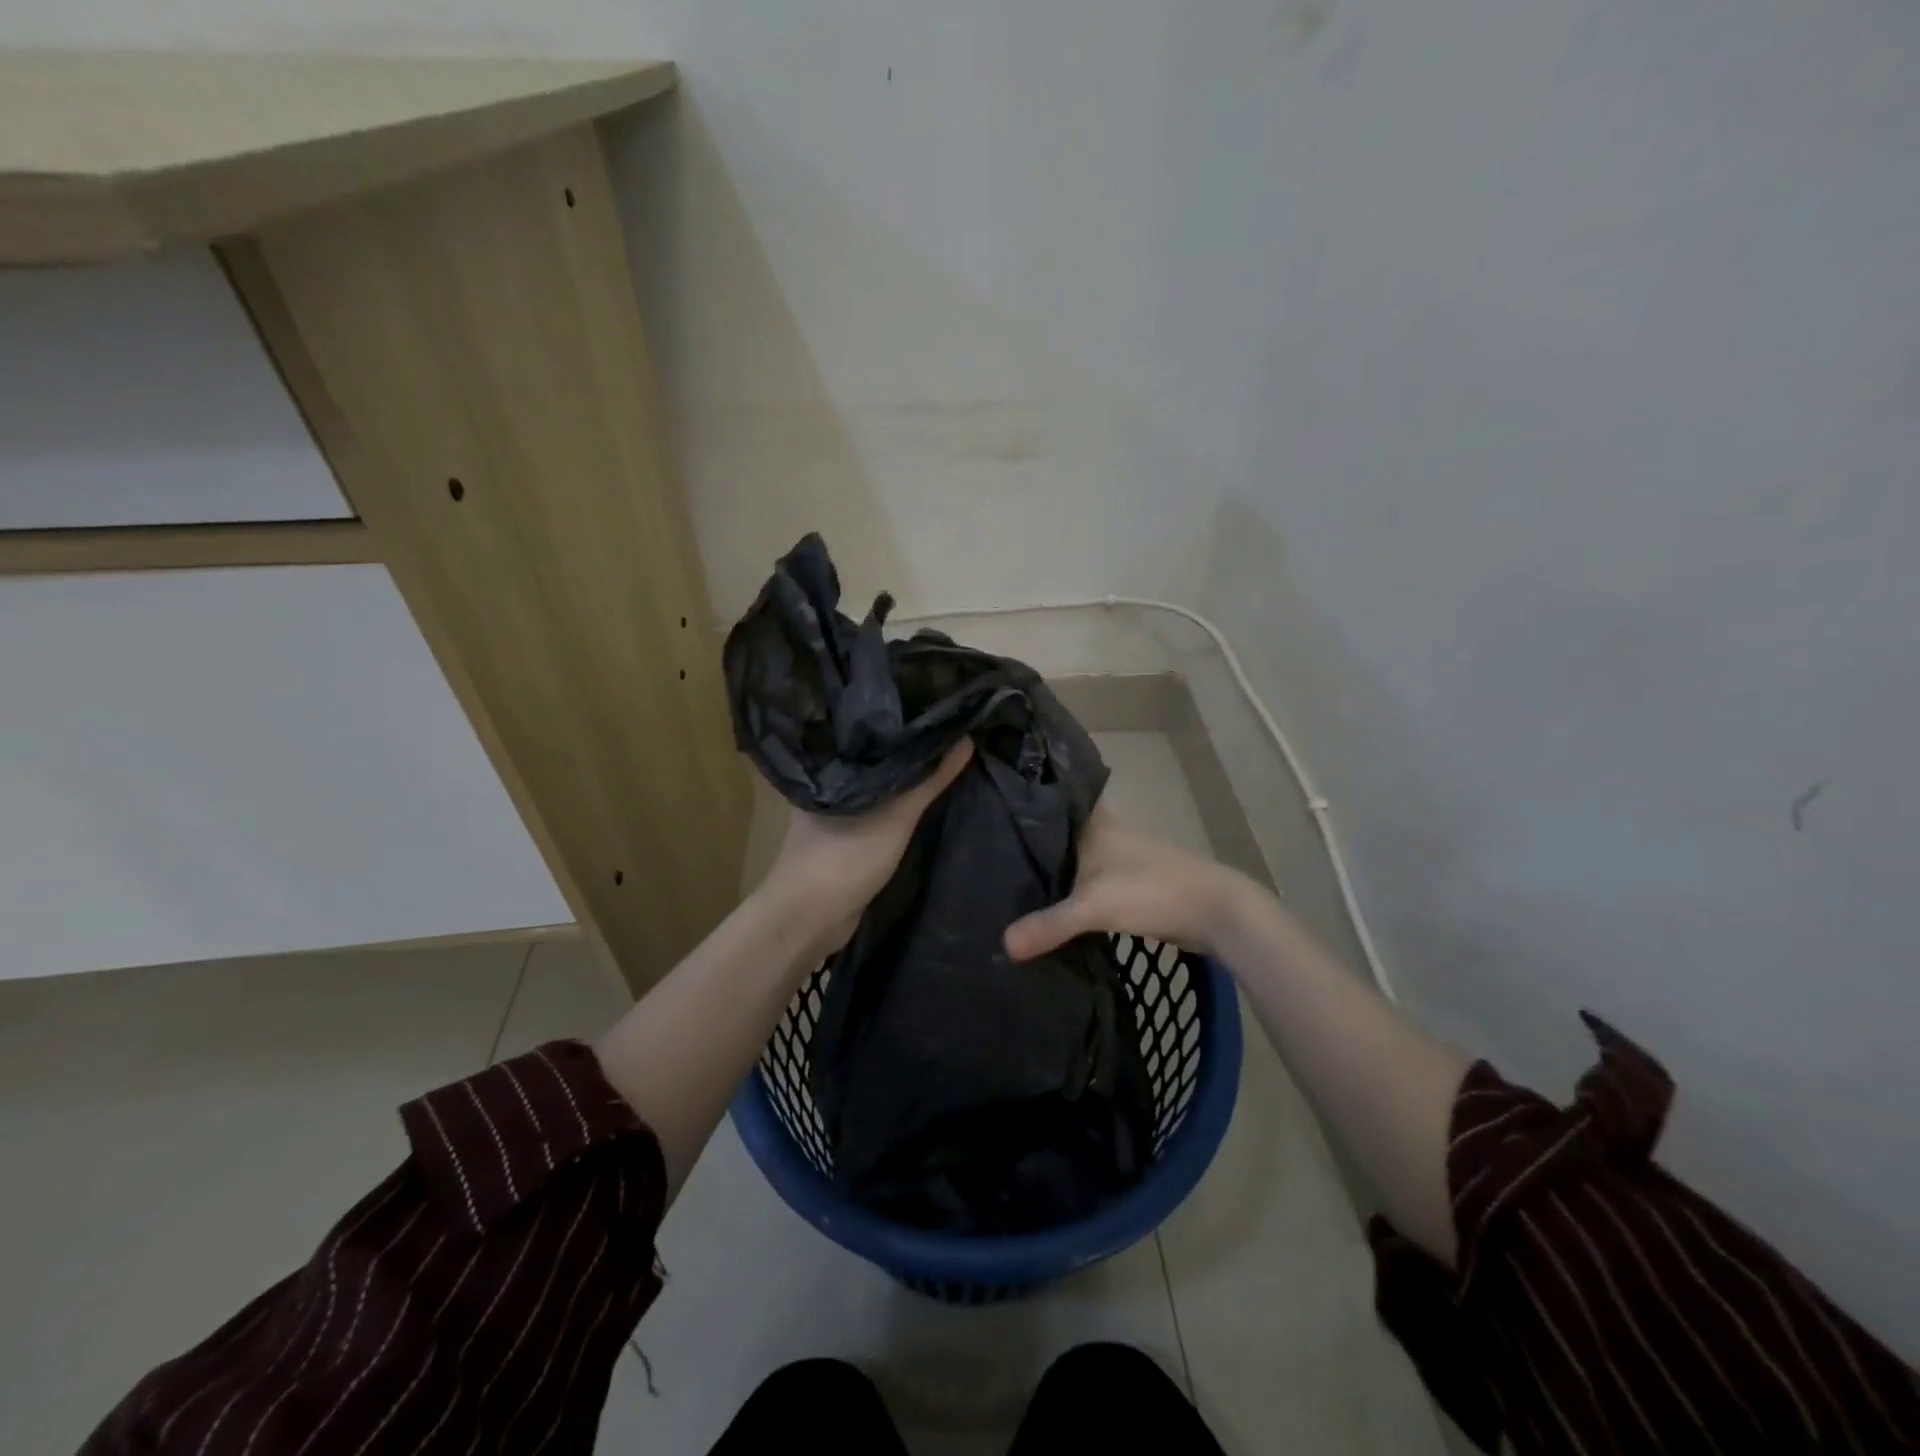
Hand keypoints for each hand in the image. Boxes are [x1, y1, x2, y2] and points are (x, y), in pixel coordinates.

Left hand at [761, 740, 973, 950]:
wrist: (809, 918)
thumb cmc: (845, 856)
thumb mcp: (896, 815)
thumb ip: (930, 780)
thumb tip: (966, 737)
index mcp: (829, 766)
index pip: (867, 733)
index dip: (898, 721)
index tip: (931, 710)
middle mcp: (827, 784)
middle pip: (873, 760)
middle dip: (904, 751)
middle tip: (942, 731)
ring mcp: (832, 815)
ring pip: (875, 789)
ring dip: (900, 783)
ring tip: (938, 759)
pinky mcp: (842, 839)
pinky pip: (874, 814)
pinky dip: (893, 808)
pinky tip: (917, 800)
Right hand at [1004, 805, 1258, 959]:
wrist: (1214, 910)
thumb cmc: (1151, 890)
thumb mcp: (1093, 906)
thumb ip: (1049, 925)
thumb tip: (1003, 946)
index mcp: (1094, 824)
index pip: (1051, 804)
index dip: (1024, 805)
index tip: (991, 810)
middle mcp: (1105, 834)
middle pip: (1060, 834)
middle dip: (1031, 843)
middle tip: (990, 852)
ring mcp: (1121, 859)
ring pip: (1076, 859)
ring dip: (1053, 869)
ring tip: (1010, 881)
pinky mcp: (1131, 884)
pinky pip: (1089, 883)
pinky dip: (1071, 892)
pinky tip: (1051, 907)